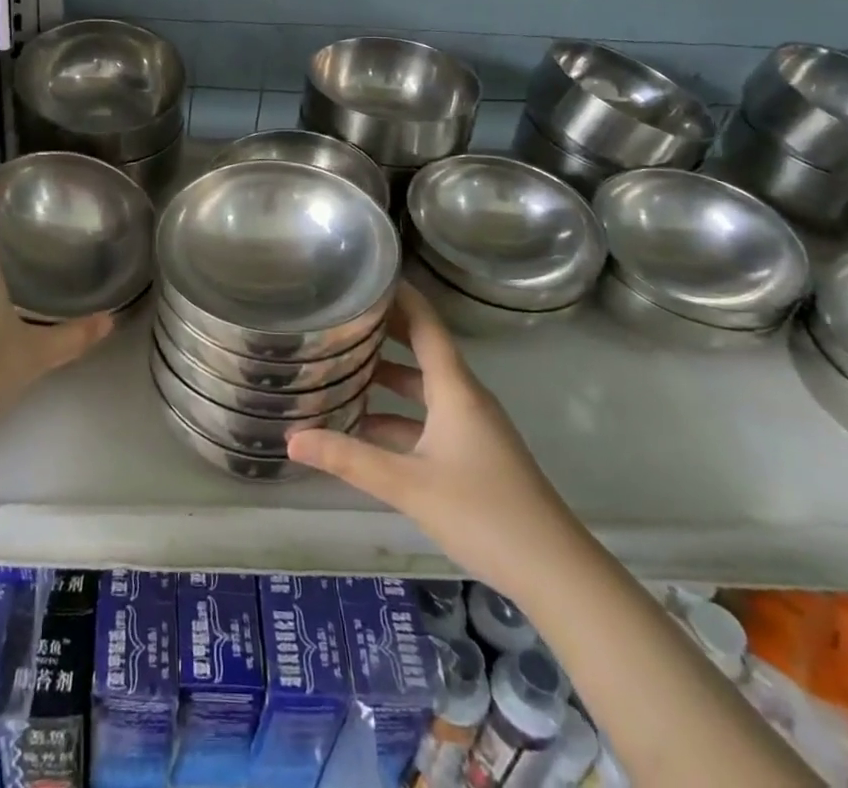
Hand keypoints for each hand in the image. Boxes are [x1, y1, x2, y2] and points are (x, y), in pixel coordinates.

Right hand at [286, 283, 580, 593]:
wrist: (556, 572)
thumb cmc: (483, 512)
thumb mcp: (408, 485)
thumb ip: (348, 460)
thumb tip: (291, 438)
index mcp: (454, 388)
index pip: (424, 323)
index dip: (398, 295)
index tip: (365, 275)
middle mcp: (464, 397)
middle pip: (421, 350)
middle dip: (383, 333)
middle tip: (339, 317)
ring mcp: (472, 426)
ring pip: (423, 388)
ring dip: (387, 378)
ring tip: (340, 370)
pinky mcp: (474, 453)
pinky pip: (429, 418)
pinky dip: (398, 415)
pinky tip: (365, 429)